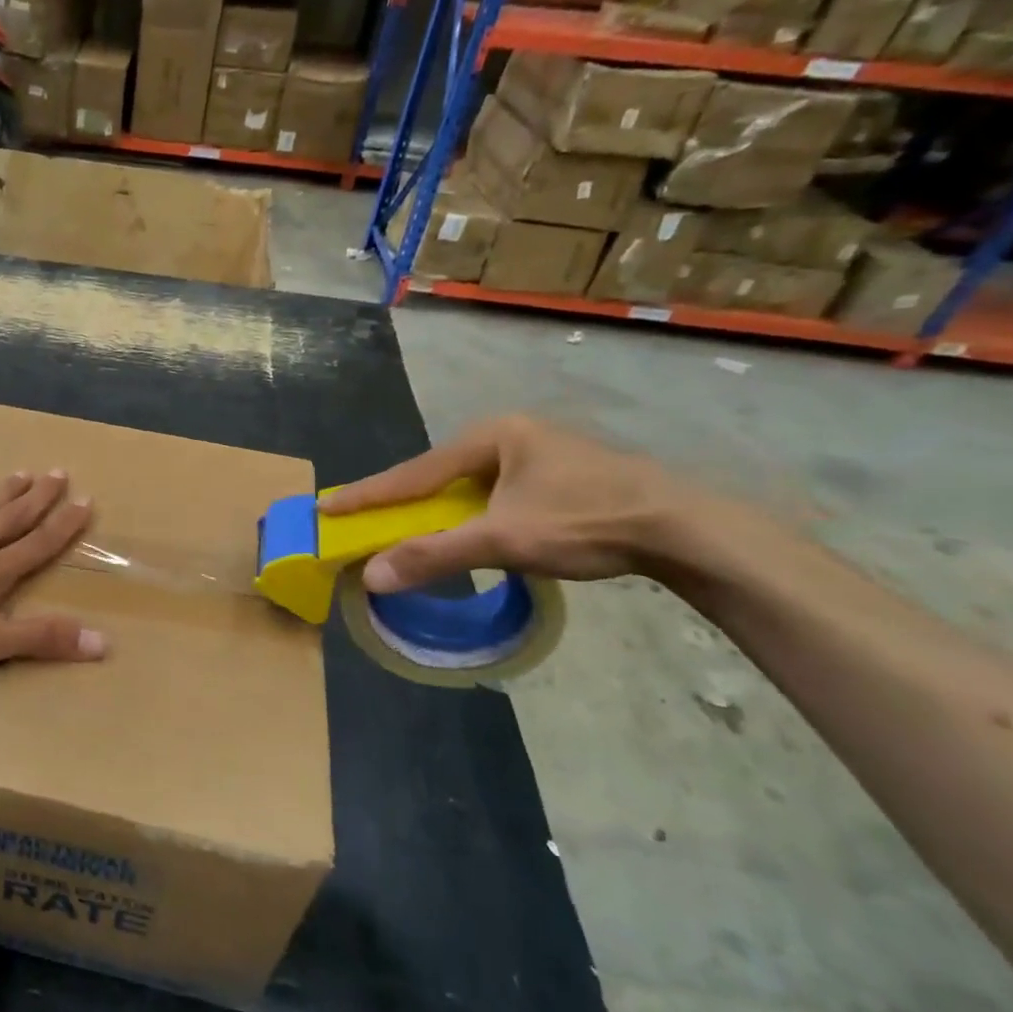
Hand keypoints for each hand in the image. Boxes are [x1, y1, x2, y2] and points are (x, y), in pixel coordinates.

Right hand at [320, 416, 691, 590]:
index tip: (325, 507)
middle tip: (363, 520)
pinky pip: (492, 493)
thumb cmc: (587, 521)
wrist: (686, 529)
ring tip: (407, 529)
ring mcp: (536, 452)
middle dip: (401, 501)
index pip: (413, 472)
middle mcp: (508, 435)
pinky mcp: (557, 474)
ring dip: (436, 510)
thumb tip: (371, 576)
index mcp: (490, 436)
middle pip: (437, 475)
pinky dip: (468, 514)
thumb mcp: (503, 540)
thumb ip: (434, 555)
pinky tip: (465, 529)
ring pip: (467, 486)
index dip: (367, 494)